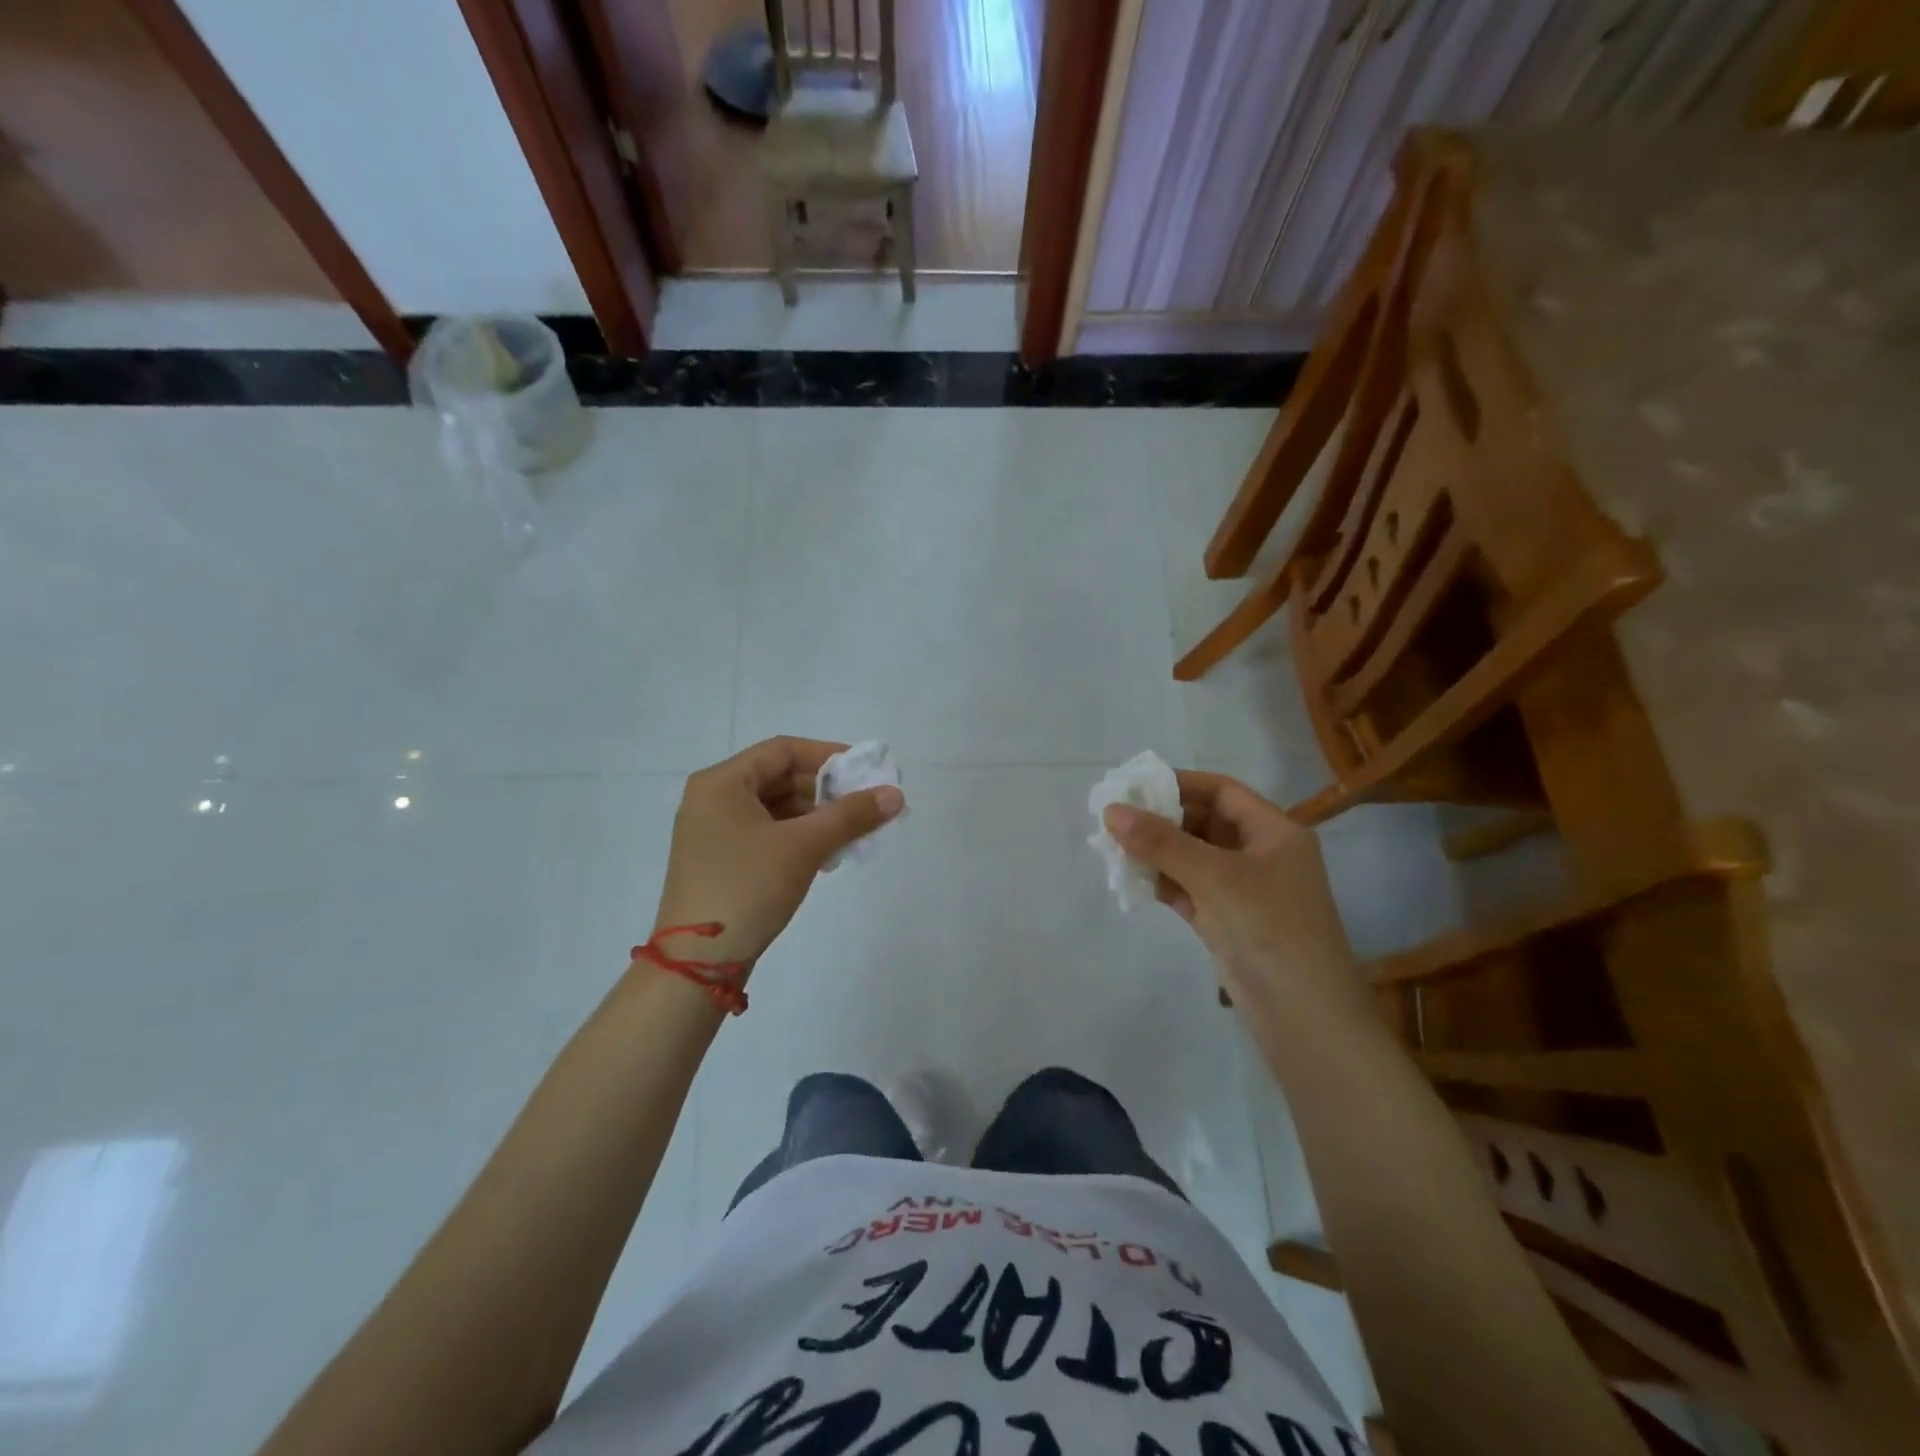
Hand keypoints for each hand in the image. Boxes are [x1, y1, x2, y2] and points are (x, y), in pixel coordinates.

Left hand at [653, 737, 903, 970]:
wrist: (697, 961)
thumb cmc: (748, 887)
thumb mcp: (804, 846)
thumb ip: (851, 815)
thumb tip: (895, 794)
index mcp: (722, 782)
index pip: (783, 750)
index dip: (827, 755)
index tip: (864, 772)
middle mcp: (712, 798)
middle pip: (778, 777)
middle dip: (825, 790)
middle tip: (864, 805)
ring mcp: (713, 831)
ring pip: (774, 808)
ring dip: (815, 816)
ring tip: (852, 833)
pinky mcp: (720, 859)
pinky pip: (765, 832)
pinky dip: (797, 836)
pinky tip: (826, 854)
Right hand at [1103, 772, 1364, 1018]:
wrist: (1305, 1018)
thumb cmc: (1269, 929)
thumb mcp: (1214, 877)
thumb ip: (1161, 842)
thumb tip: (1111, 811)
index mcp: (1275, 832)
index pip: (1222, 792)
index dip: (1179, 784)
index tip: (1134, 786)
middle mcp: (1261, 856)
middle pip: (1205, 823)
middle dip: (1162, 820)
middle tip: (1115, 819)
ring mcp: (1244, 892)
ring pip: (1193, 858)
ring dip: (1157, 853)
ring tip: (1113, 848)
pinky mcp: (1228, 923)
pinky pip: (1189, 890)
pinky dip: (1163, 883)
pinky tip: (1131, 880)